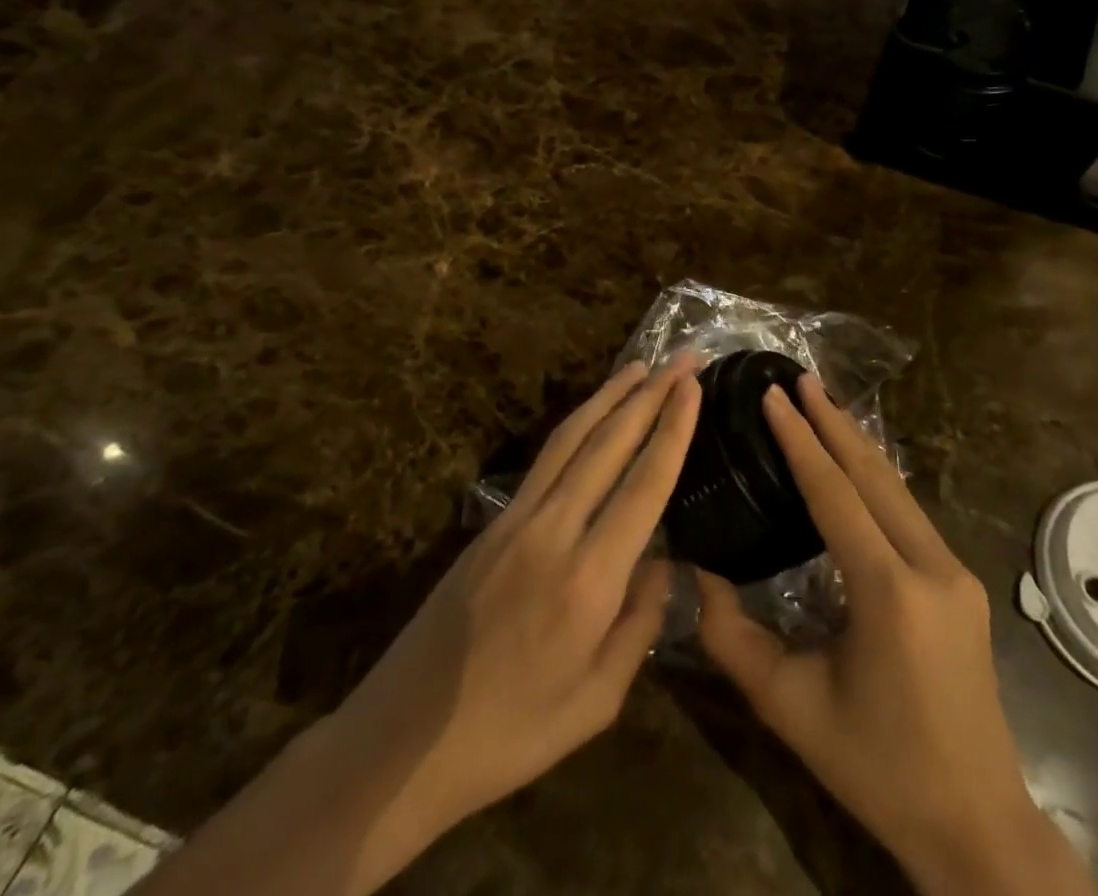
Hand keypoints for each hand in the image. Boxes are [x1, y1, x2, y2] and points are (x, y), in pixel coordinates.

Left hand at [330, 356, 700, 874]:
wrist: (404, 739)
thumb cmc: (511, 734)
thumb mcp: (596, 702)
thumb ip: (639, 626)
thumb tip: (663, 564)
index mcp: (589, 580)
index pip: (644, 485)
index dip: (673, 430)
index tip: (694, 386)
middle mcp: (554, 531)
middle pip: (610, 444)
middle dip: (651, 394)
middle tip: (683, 358)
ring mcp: (517, 519)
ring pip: (572, 438)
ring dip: (610, 396)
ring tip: (642, 366)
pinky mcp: (492, 522)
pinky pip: (545, 458)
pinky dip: (577, 424)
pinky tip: (593, 415)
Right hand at [696, 376, 1092, 895]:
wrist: (977, 826)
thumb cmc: (877, 769)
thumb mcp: (791, 707)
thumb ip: (733, 638)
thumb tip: (695, 572)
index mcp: (888, 592)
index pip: (835, 493)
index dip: (800, 440)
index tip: (774, 394)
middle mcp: (930, 567)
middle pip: (874, 474)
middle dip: (833, 422)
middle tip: (800, 378)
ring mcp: (954, 572)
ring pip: (898, 488)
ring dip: (857, 444)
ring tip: (822, 405)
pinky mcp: (960, 583)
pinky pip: (910, 512)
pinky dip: (876, 477)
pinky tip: (855, 463)